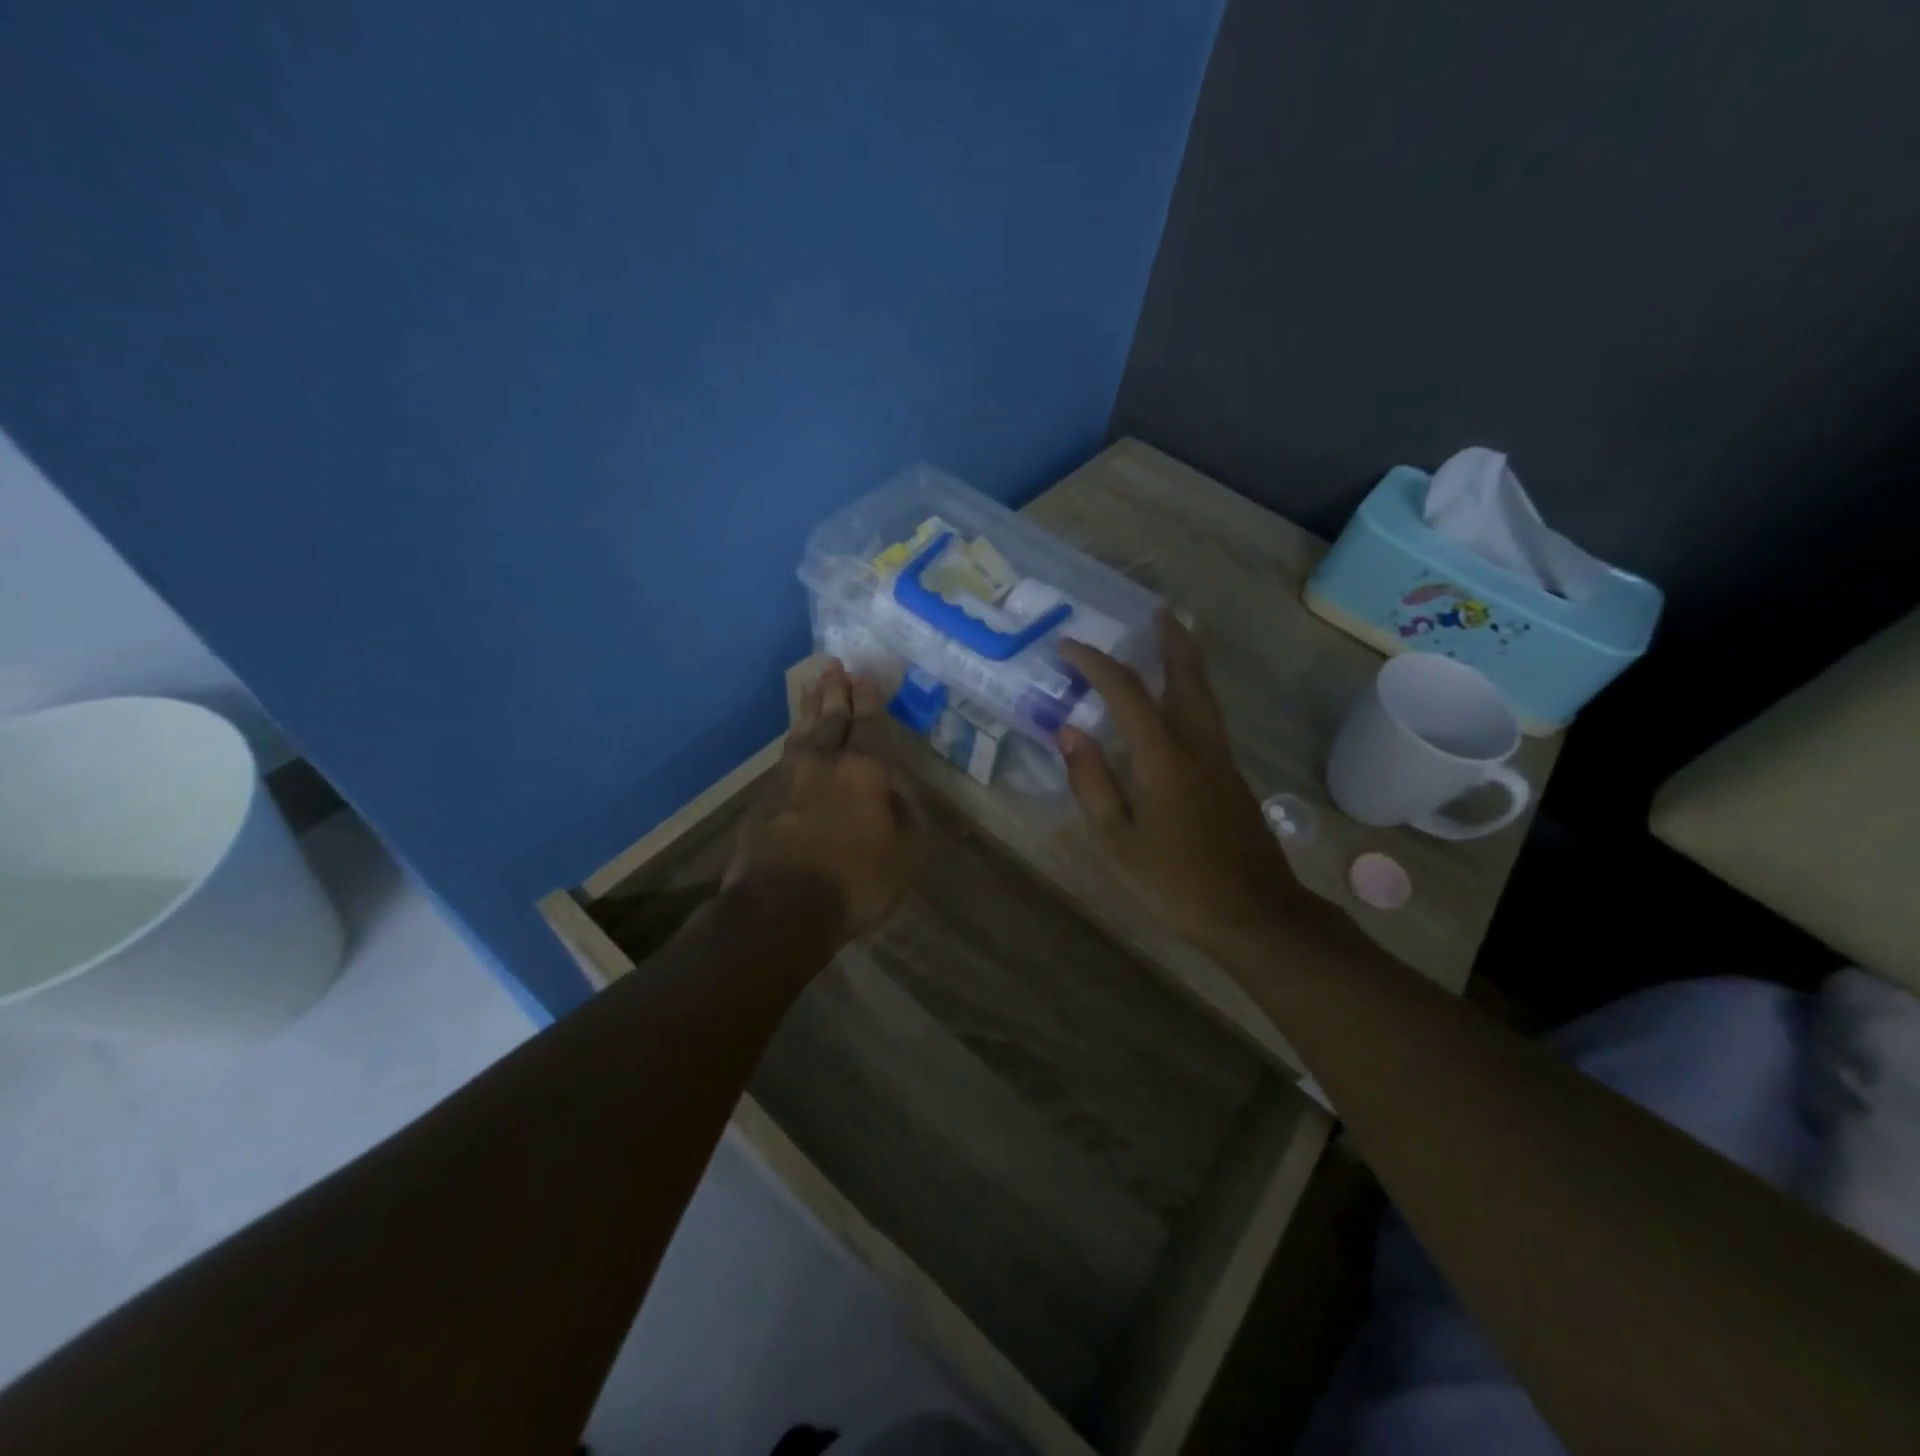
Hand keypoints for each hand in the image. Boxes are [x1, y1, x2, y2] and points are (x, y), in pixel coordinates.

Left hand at [726, 660, 924, 944]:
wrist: (780, 909)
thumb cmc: (856, 882)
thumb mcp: (905, 855)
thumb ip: (905, 816)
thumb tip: (895, 791)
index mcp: (865, 771)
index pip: (868, 725)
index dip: (867, 700)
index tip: (862, 676)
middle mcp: (825, 764)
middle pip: (830, 719)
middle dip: (833, 691)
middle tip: (832, 665)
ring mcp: (789, 780)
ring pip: (801, 734)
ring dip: (808, 709)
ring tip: (810, 687)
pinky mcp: (764, 802)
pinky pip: (784, 759)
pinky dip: (793, 743)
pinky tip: (794, 744)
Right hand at [1057, 614, 1293, 951]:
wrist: (1253, 913)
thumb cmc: (1174, 882)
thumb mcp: (1115, 841)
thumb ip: (1091, 782)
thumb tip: (1069, 732)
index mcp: (1162, 756)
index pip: (1125, 691)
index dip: (1095, 663)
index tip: (1068, 647)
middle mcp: (1197, 745)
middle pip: (1187, 676)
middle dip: (1171, 640)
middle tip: (1158, 613)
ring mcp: (1221, 760)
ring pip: (1204, 695)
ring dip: (1187, 661)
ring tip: (1173, 640)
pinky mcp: (1232, 778)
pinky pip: (1209, 718)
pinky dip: (1193, 692)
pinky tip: (1180, 704)